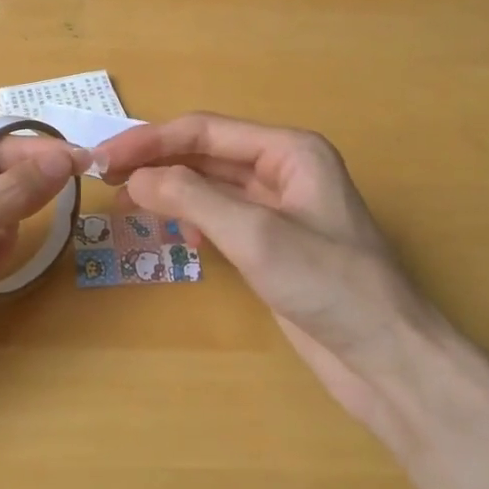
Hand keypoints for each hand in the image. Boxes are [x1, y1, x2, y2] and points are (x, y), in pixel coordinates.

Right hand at [93, 114, 440, 442]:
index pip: (205, 131)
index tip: (103, 159)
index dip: (150, 140)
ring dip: (170, 189)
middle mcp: (284, 169)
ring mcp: (280, 207)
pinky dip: (193, 218)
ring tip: (127, 203)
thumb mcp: (256, 234)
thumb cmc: (329, 285)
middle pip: (206, 153)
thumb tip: (135, 177)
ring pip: (211, 184)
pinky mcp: (274, 243)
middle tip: (104, 179)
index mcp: (289, 150)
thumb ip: (192, 197)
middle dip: (157, 162)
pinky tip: (177, 234)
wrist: (386, 356)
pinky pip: (222, 216)